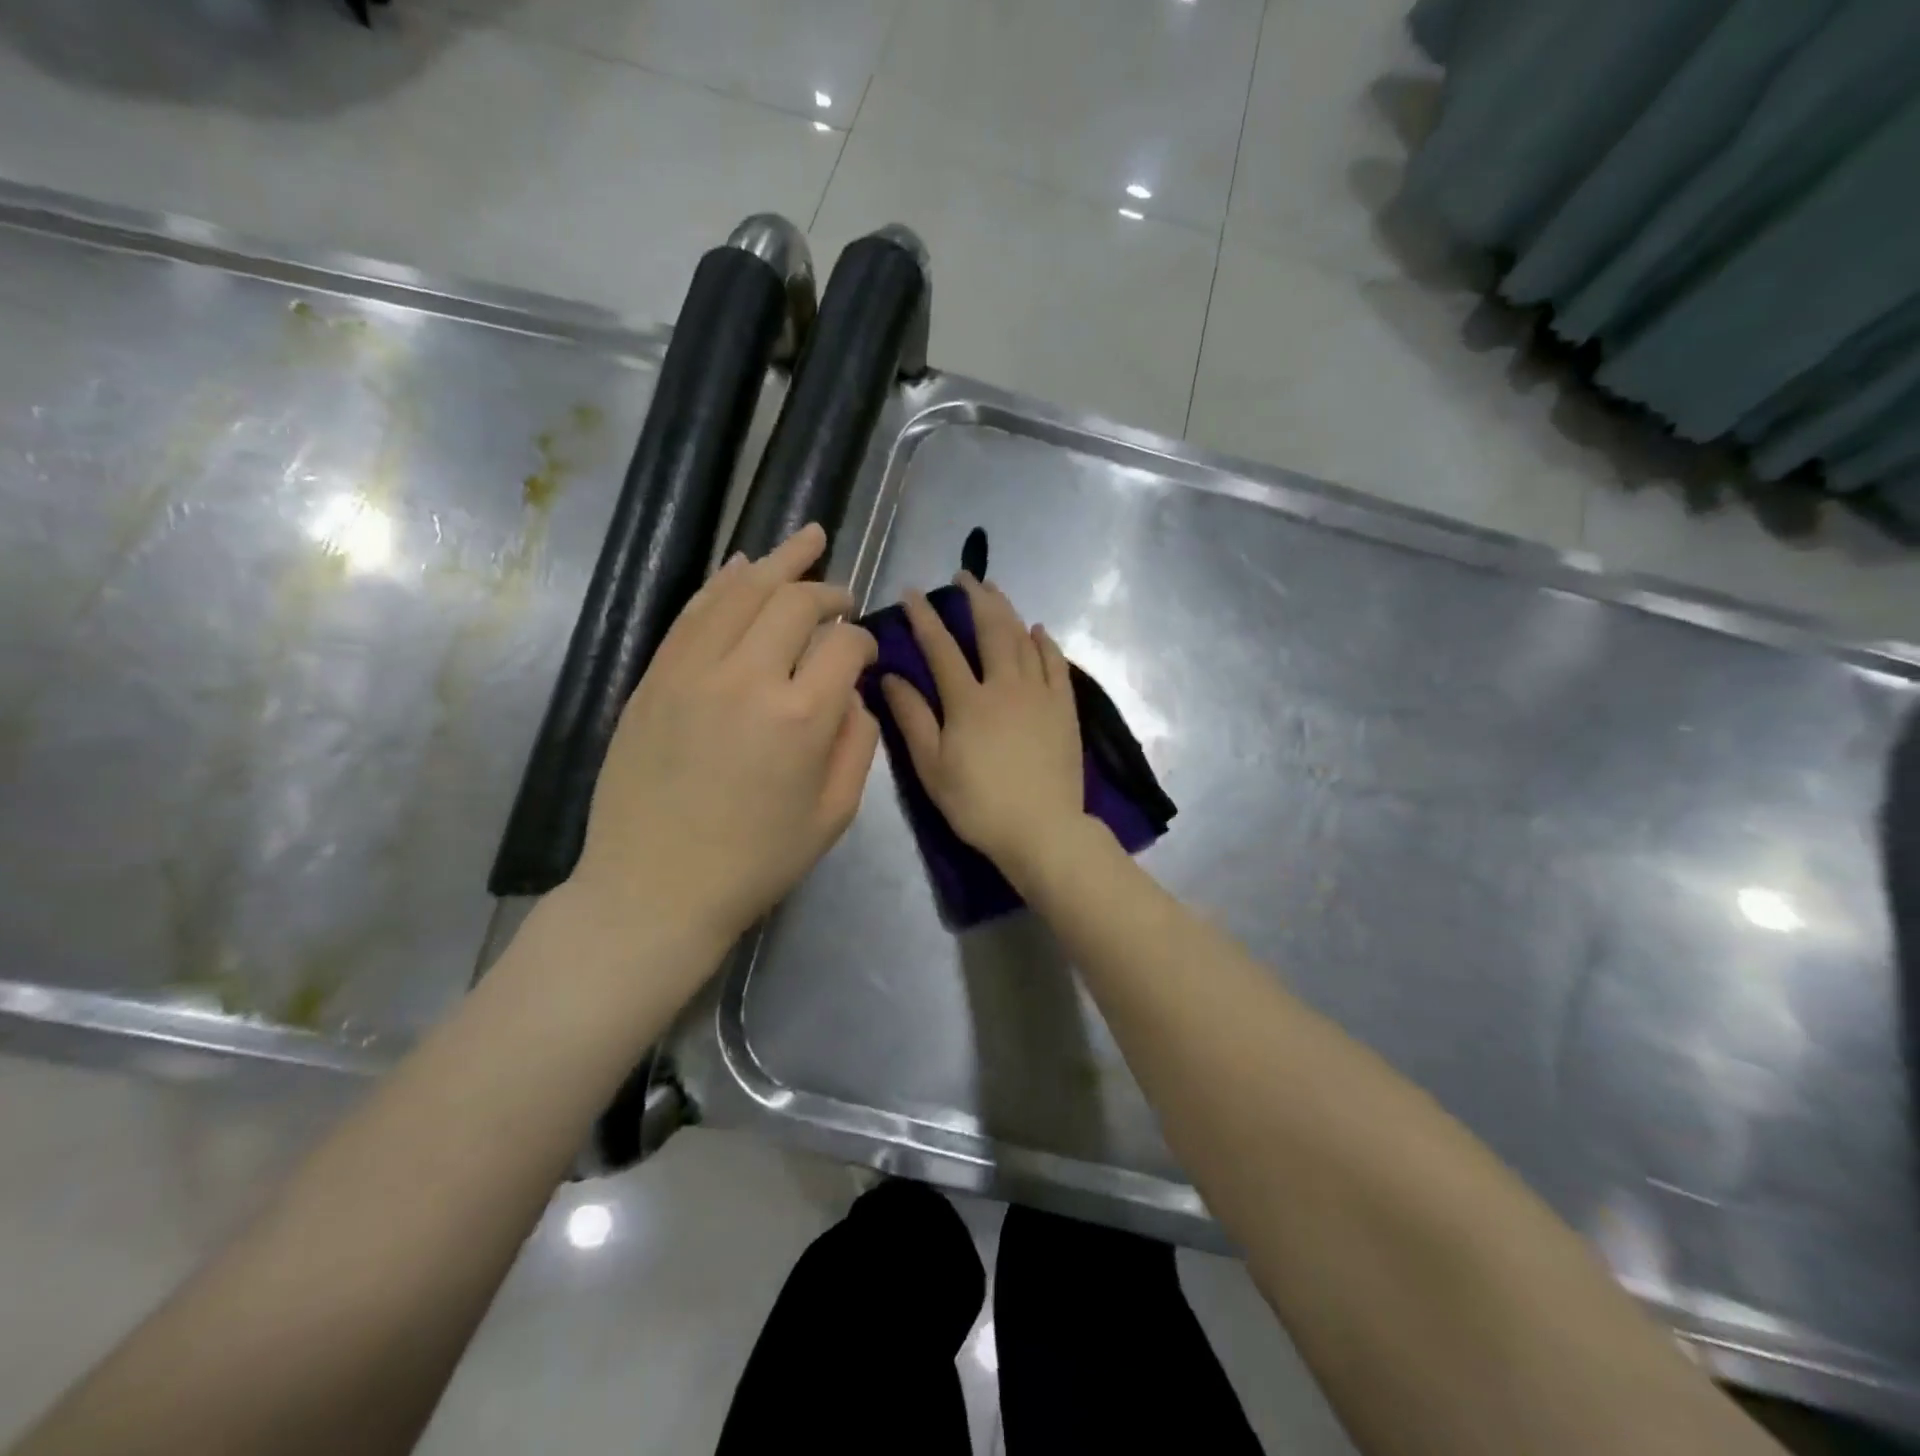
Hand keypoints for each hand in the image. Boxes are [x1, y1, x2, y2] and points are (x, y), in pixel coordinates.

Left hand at [571, 524, 878, 948]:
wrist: (655, 887)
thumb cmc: (756, 861)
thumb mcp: (834, 815)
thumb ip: (857, 742)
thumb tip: (853, 692)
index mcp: (801, 717)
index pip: (845, 646)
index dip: (864, 642)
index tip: (865, 654)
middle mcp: (746, 677)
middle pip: (796, 603)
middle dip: (828, 592)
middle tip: (843, 598)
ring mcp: (692, 671)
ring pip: (741, 592)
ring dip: (779, 562)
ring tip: (807, 540)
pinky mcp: (655, 677)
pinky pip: (693, 613)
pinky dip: (723, 582)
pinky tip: (743, 565)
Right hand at [881, 573, 1090, 875]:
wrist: (1042, 829)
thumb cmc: (979, 804)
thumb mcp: (932, 767)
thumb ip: (912, 719)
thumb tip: (890, 677)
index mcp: (968, 700)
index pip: (941, 647)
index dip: (925, 617)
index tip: (913, 593)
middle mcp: (1005, 685)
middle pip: (991, 629)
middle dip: (976, 598)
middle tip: (965, 576)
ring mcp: (1040, 694)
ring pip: (1024, 640)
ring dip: (1008, 611)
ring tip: (996, 591)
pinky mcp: (1064, 709)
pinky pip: (1056, 664)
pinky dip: (1045, 643)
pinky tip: (1039, 631)